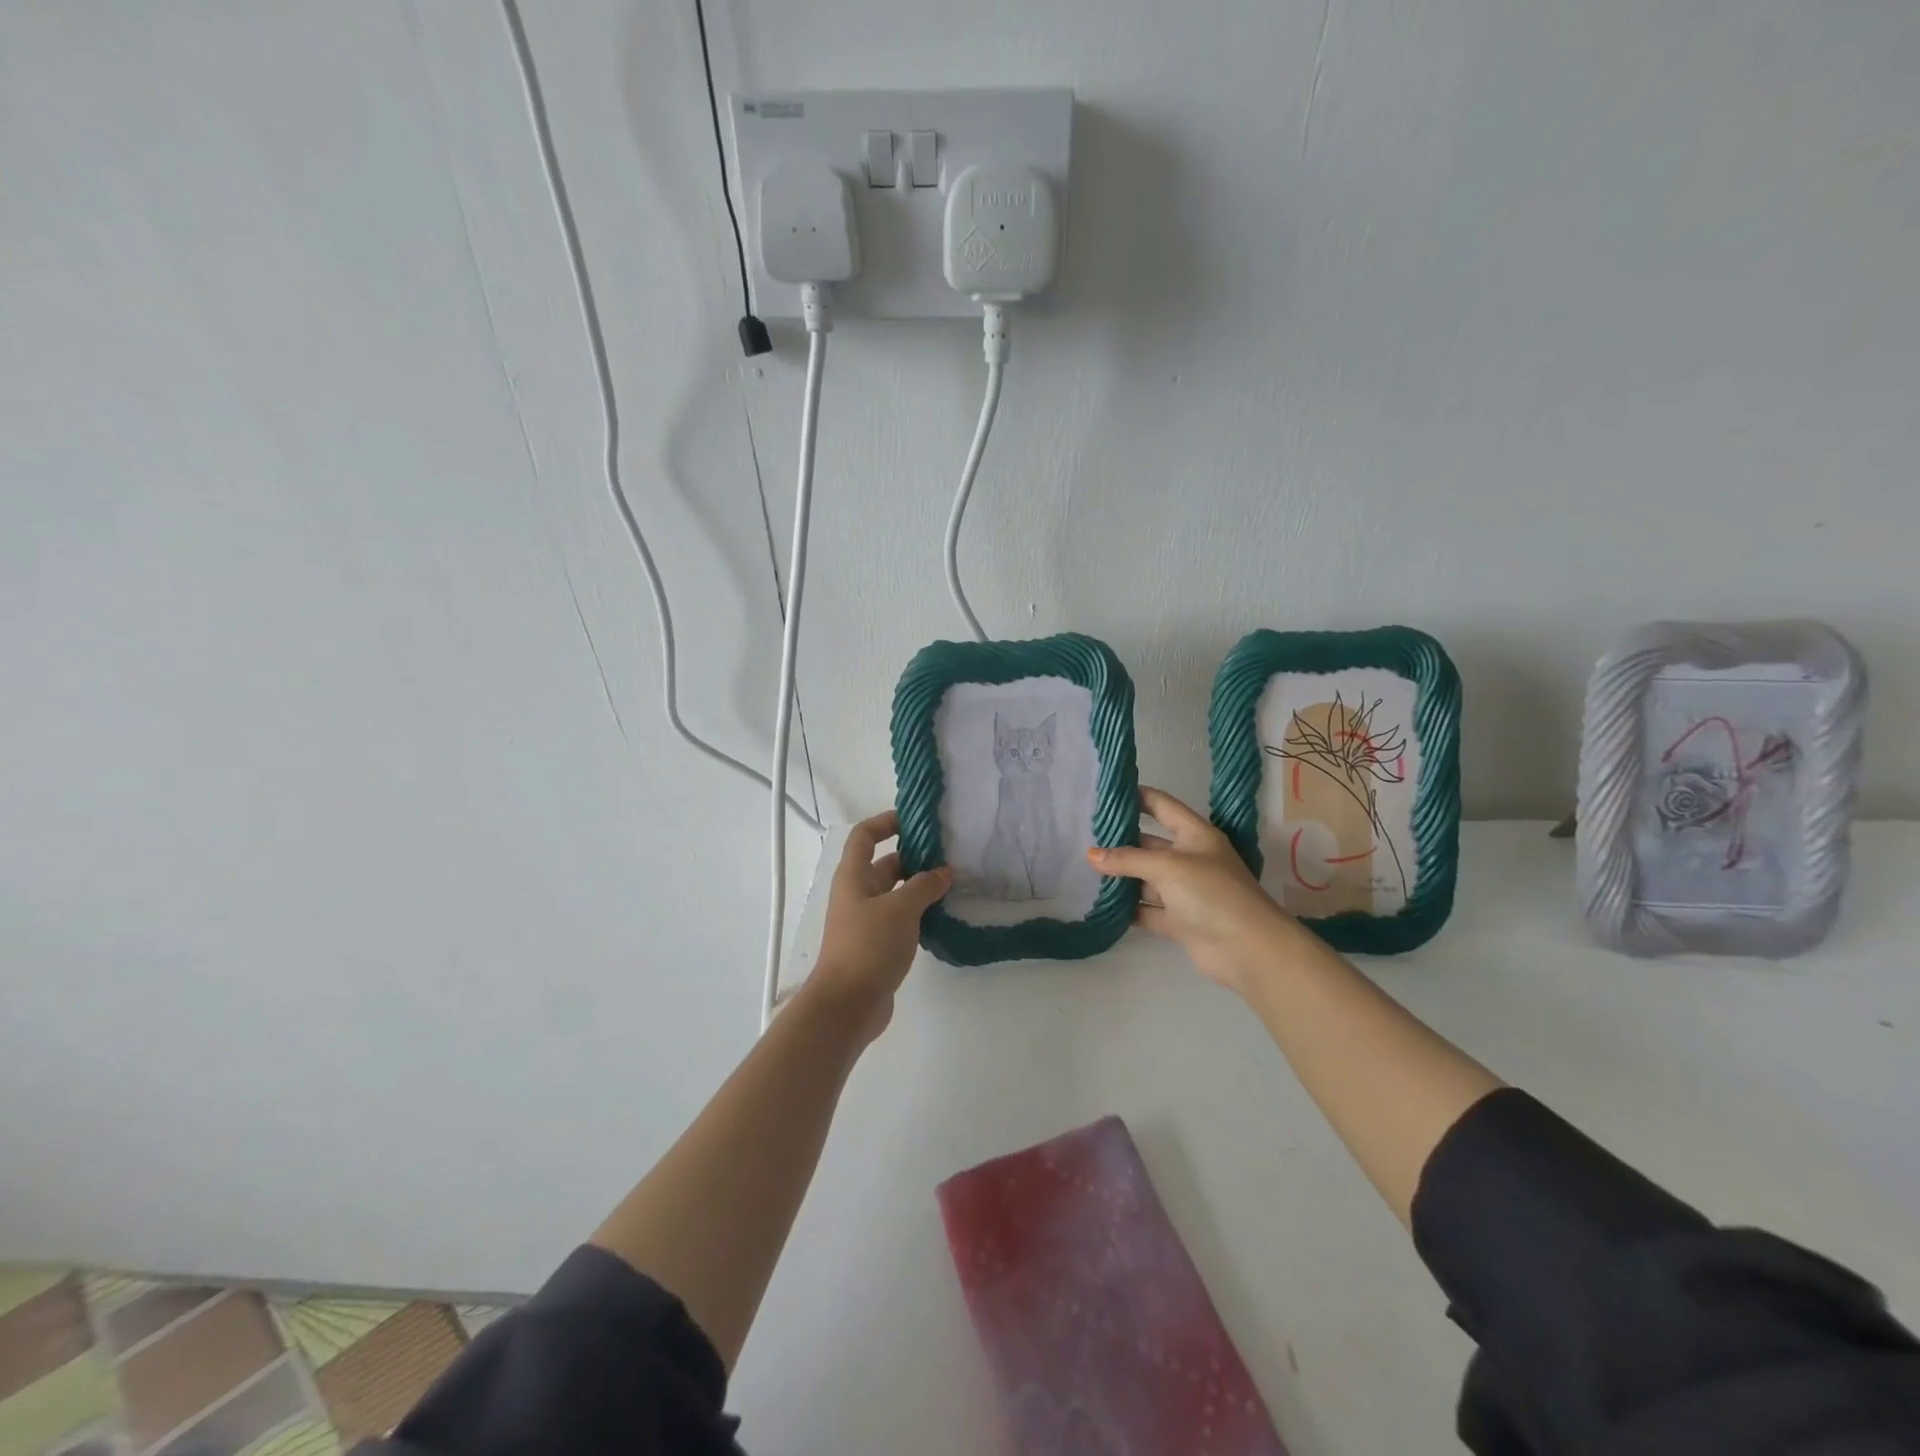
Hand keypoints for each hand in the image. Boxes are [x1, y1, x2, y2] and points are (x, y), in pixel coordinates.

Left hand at [805, 810, 951, 1043]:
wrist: (847, 1004)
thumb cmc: (868, 946)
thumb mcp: (900, 909)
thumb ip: (924, 886)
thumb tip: (944, 872)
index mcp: (853, 876)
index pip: (865, 836)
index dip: (886, 821)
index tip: (916, 821)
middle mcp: (857, 894)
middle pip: (885, 864)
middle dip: (914, 857)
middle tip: (949, 855)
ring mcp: (866, 921)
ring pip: (895, 893)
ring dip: (920, 887)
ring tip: (954, 883)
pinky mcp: (877, 945)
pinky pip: (900, 918)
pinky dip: (919, 913)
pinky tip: (944, 914)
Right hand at [1089, 786, 1301, 995]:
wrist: (1247, 949)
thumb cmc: (1212, 893)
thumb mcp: (1168, 867)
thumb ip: (1128, 859)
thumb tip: (1091, 855)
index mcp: (1196, 835)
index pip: (1162, 806)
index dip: (1137, 797)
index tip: (1106, 793)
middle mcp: (1190, 859)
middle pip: (1149, 844)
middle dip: (1120, 841)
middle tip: (1084, 836)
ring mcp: (1184, 892)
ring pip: (1145, 879)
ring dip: (1120, 877)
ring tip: (1085, 869)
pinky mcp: (1178, 921)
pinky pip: (1146, 909)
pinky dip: (1127, 908)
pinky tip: (1100, 903)